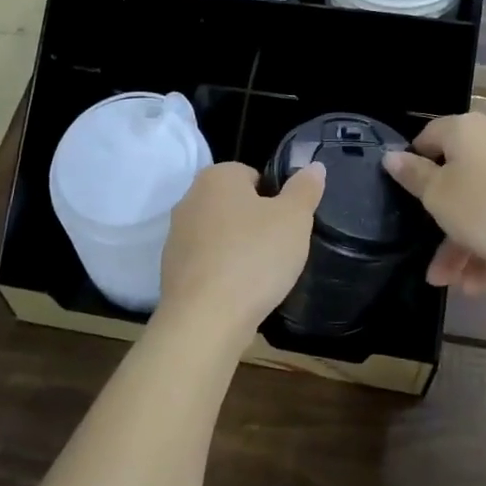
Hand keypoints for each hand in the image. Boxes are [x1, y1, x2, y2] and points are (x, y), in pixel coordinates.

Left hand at [157, 161, 325, 340]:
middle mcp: (190, 199)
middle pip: (235, 205)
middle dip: (257, 224)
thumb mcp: (294, 219)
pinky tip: (240, 292)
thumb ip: (305, 189)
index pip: (253, 175)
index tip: (288, 225)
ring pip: (220, 235)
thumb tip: (314, 166)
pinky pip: (208, 263)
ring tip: (263, 275)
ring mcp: (176, 237)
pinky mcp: (171, 271)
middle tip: (280, 249)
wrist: (205, 319)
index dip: (276, 198)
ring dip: (239, 249)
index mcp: (216, 177)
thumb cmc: (254, 257)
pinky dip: (224, 273)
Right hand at [383, 113, 485, 291]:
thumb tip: (392, 156)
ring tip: (450, 281)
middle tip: (428, 252)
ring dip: (460, 243)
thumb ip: (413, 175)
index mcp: (468, 130)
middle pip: (455, 176)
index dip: (412, 164)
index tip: (404, 196)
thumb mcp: (437, 195)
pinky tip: (479, 282)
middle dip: (438, 219)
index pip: (428, 136)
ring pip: (479, 204)